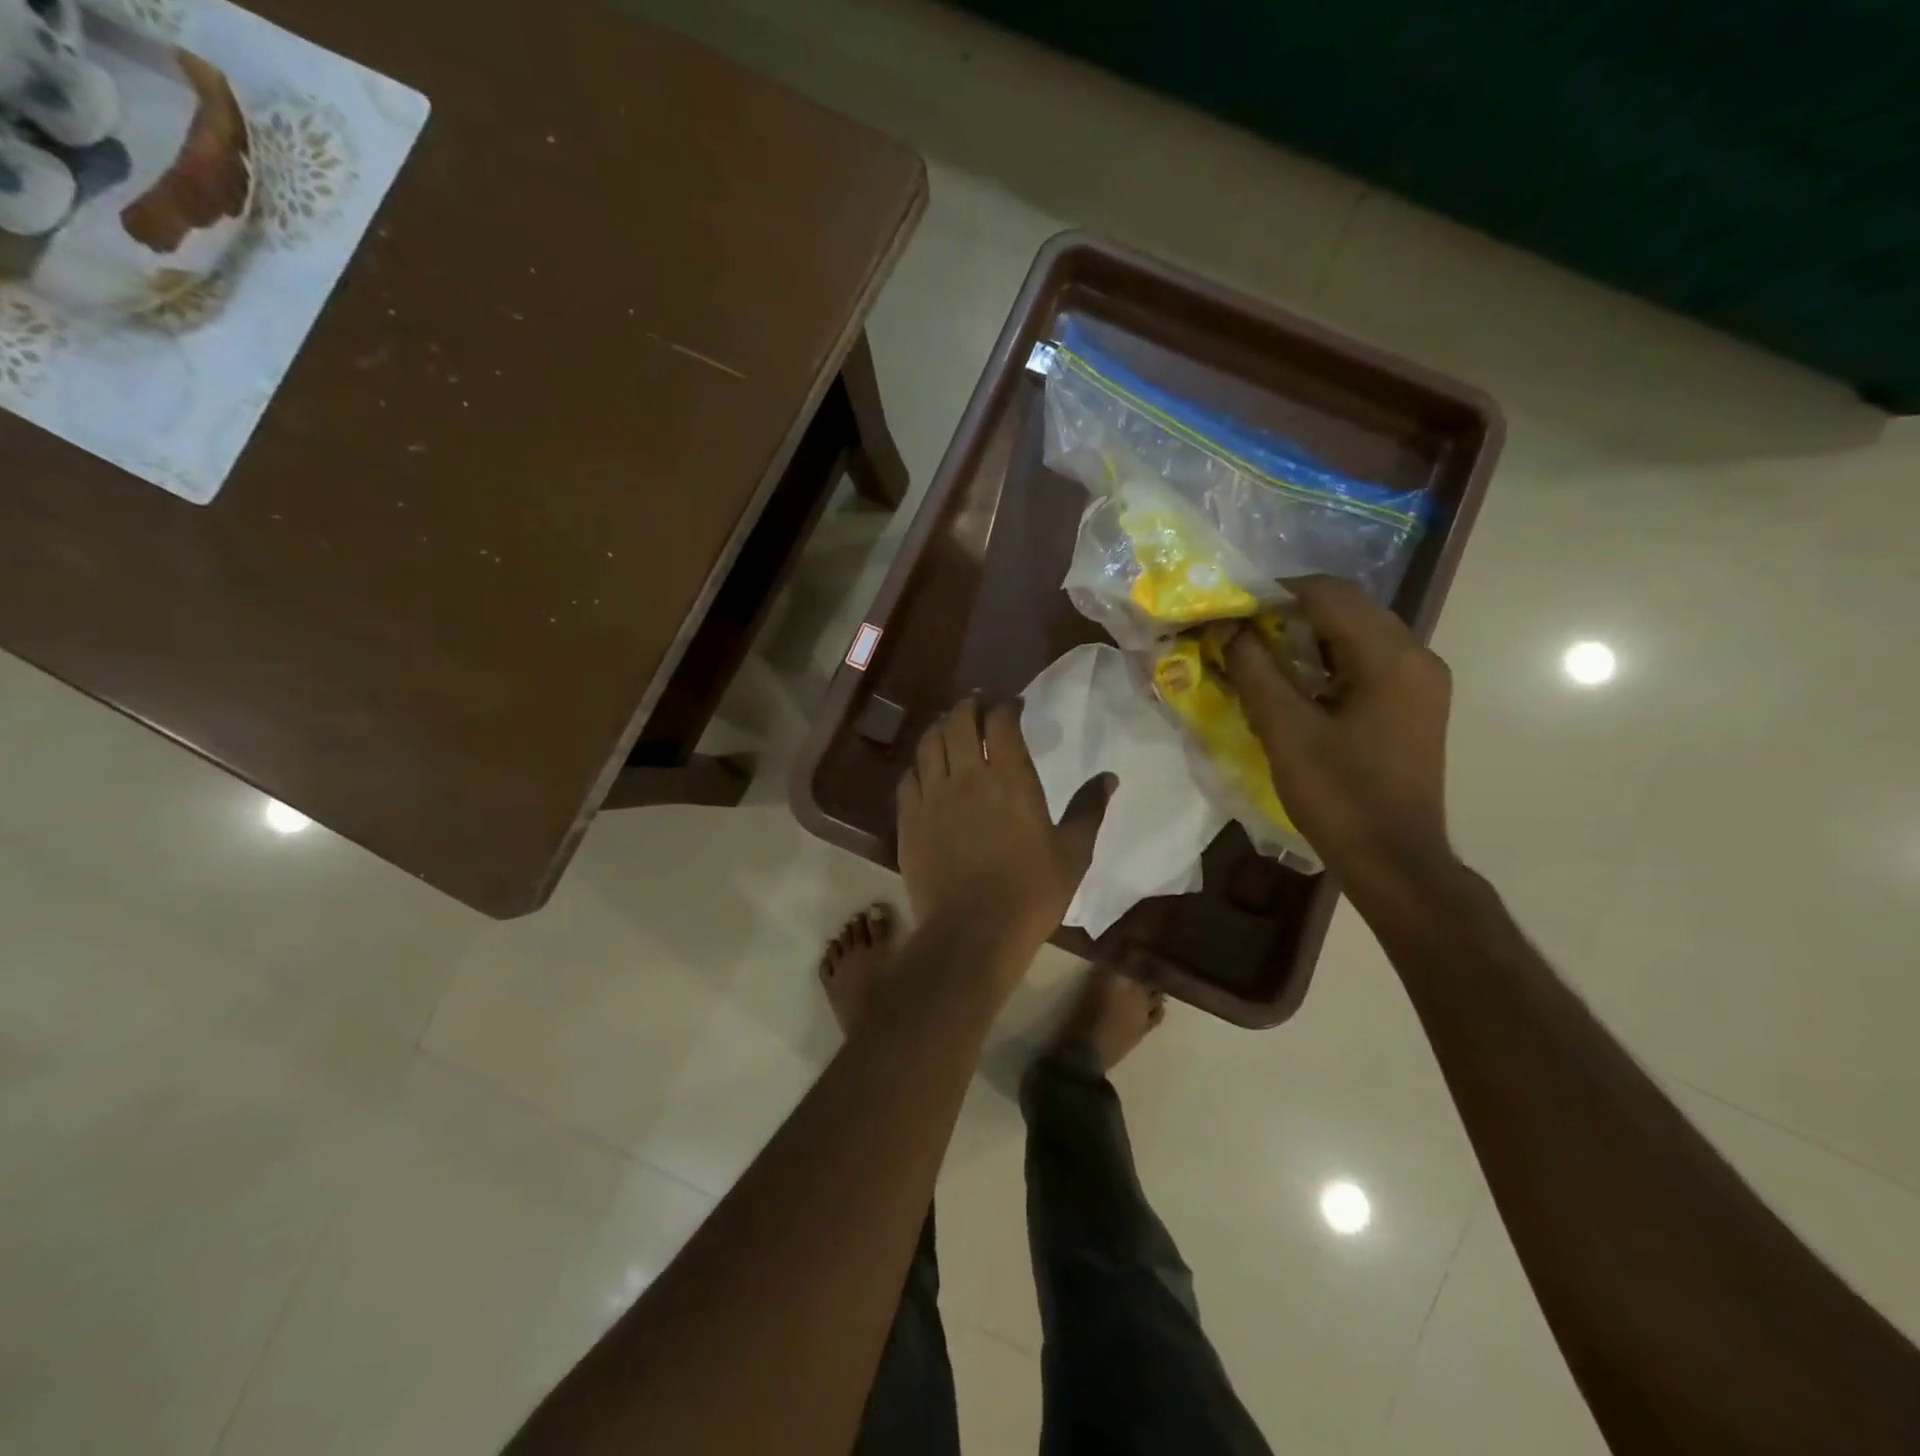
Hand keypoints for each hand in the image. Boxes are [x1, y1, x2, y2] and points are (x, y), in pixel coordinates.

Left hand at [896, 699, 1105, 957]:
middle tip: (977, 706)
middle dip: (968, 706)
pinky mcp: (909, 819)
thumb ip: (1089, 809)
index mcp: (1010, 779)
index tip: (1013, 705)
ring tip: (949, 728)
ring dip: (940, 728)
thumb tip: (1109, 777)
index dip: (1005, 706)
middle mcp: (967, 777)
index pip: (1000, 721)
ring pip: (929, 744)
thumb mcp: (1073, 853)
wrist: (972, 933)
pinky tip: (926, 769)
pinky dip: (919, 764)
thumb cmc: (1031, 893)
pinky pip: (909, 777)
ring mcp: (933, 796)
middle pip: (958, 721)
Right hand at [1223, 575, 1453, 890]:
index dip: (1273, 592)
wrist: (1394, 861)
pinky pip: (1365, 662)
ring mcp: (1419, 682)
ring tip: (1258, 654)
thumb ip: (1255, 670)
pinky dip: (1325, 661)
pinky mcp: (1412, 705)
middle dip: (1287, 612)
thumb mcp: (1285, 731)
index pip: (1328, 594)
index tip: (1230, 607)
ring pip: (1355, 634)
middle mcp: (1415, 656)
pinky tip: (1293, 682)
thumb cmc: (1339, 796)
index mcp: (1390, 657)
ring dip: (1306, 636)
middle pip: (1346, 608)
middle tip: (1238, 630)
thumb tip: (1229, 628)